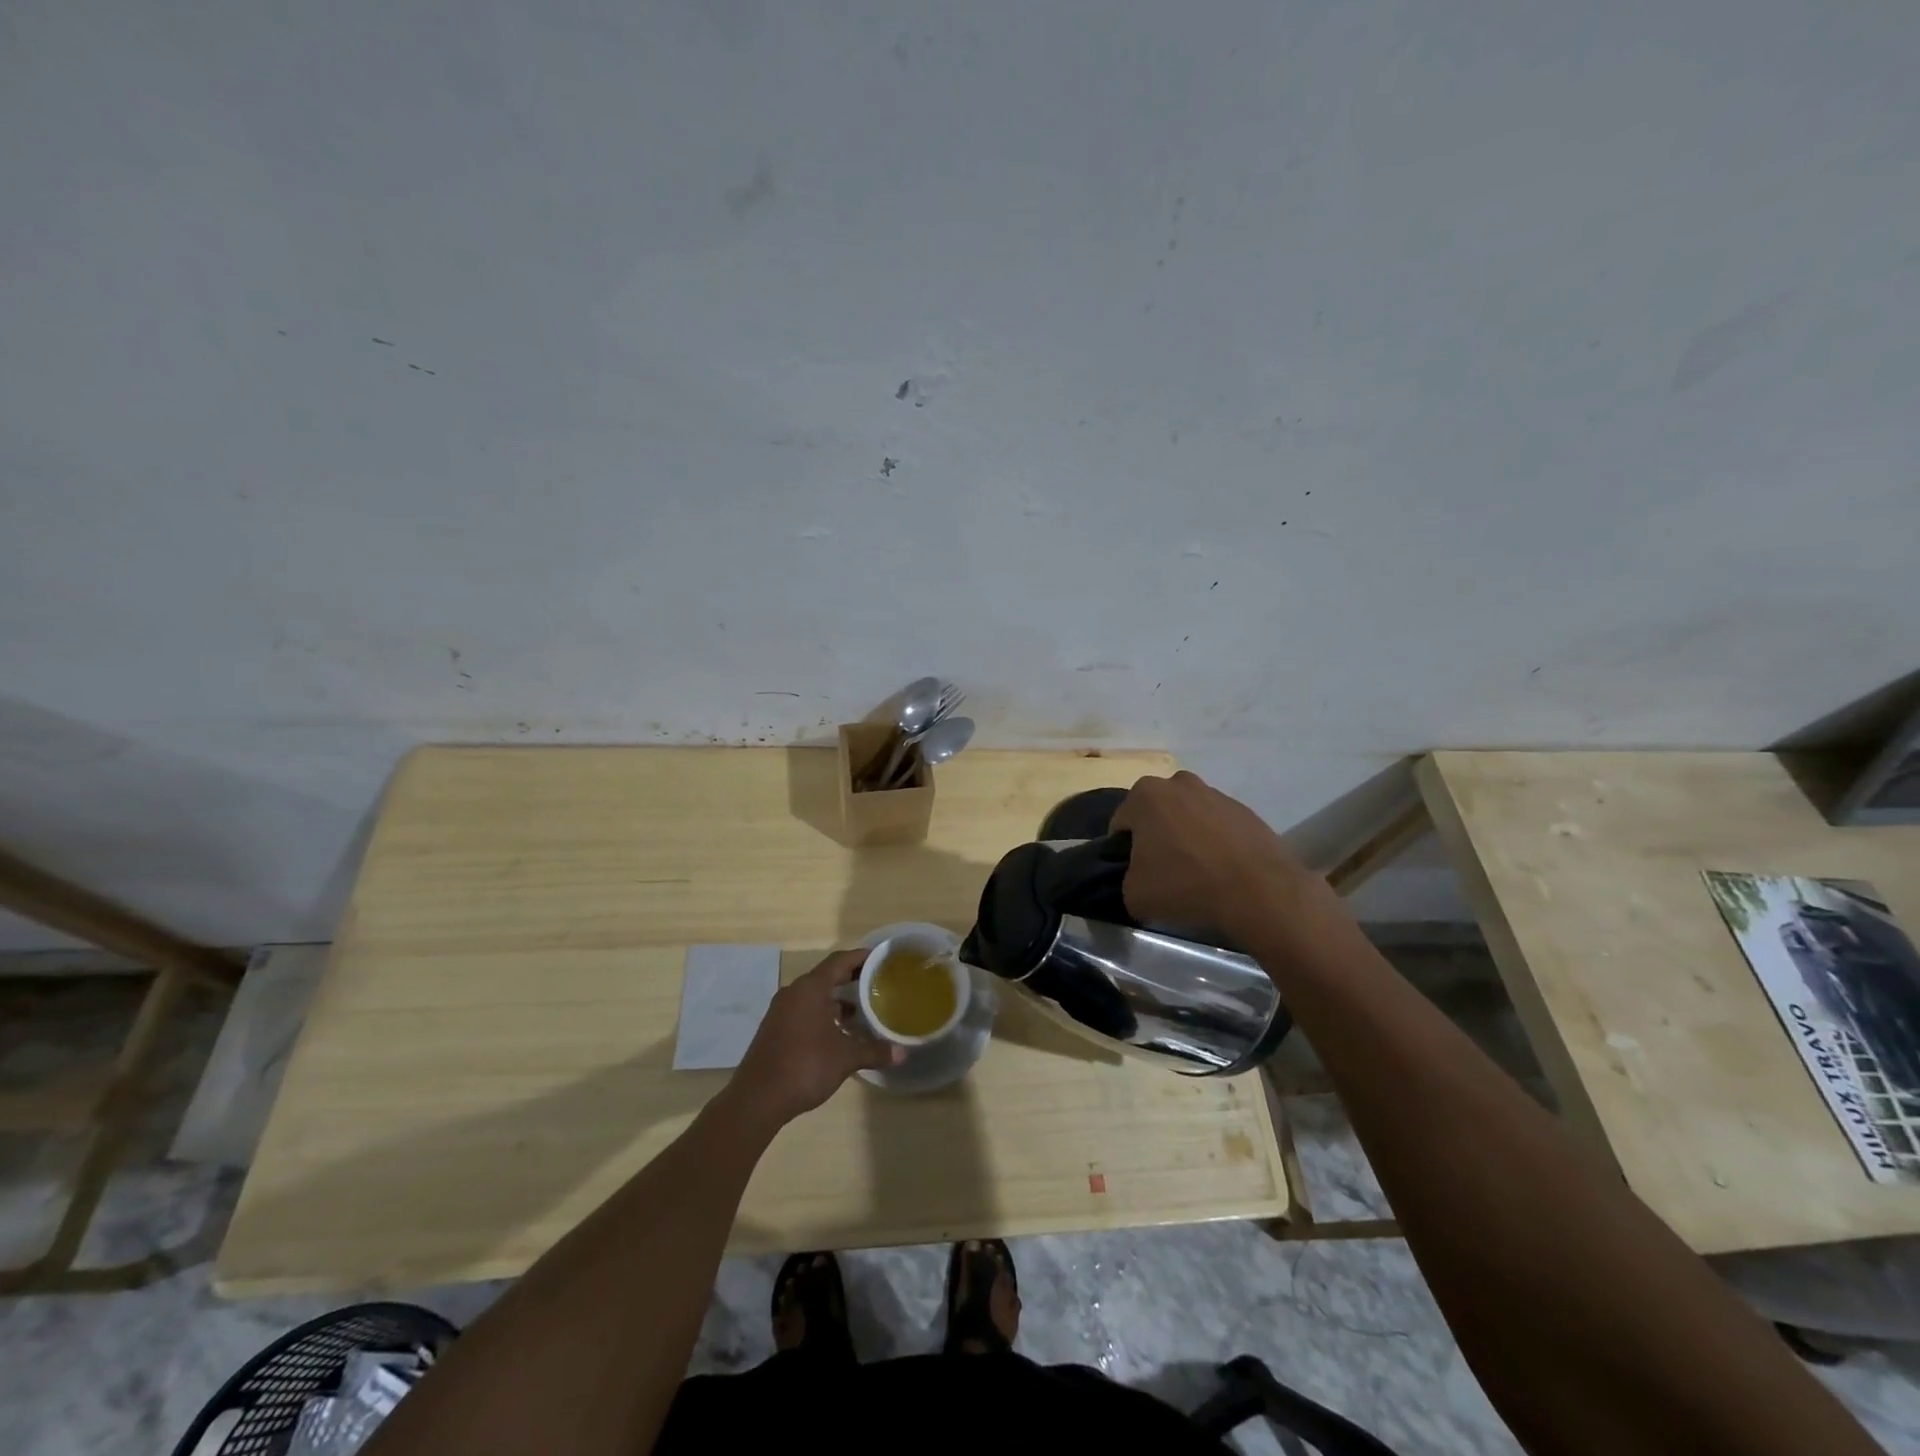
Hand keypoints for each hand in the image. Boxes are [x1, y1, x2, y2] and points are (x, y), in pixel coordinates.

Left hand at [725, 950, 902, 1129]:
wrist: (757, 1099)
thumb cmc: (805, 1066)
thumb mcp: (845, 1058)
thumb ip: (874, 1051)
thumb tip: (902, 1053)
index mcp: (810, 988)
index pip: (839, 961)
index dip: (860, 957)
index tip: (880, 959)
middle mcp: (794, 993)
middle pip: (827, 976)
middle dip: (851, 979)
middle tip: (877, 983)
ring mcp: (781, 1011)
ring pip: (815, 996)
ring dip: (837, 1001)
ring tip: (862, 1012)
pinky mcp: (775, 1029)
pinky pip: (804, 1011)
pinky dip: (823, 1015)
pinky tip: (839, 1033)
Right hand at [1109, 771, 1318, 942]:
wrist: (1258, 891)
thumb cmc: (1185, 884)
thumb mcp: (1134, 894)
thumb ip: (1126, 879)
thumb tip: (1138, 878)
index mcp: (1145, 795)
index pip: (1121, 823)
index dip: (1123, 850)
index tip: (1134, 872)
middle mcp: (1178, 783)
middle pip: (1156, 813)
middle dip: (1156, 836)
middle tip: (1163, 870)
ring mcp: (1215, 793)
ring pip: (1188, 816)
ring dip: (1186, 836)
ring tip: (1196, 872)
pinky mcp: (1245, 810)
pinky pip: (1217, 825)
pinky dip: (1215, 842)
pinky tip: (1221, 869)